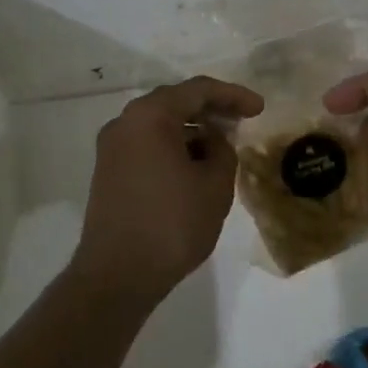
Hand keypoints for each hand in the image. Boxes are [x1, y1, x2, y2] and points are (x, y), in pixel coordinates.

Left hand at [71, 76, 264, 305]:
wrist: (116, 277)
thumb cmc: (172, 224)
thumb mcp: (215, 185)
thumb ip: (222, 149)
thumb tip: (211, 140)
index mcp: (150, 115)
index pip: (198, 90)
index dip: (233, 95)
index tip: (260, 108)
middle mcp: (125, 121)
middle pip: (176, 101)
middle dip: (211, 109)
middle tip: (242, 120)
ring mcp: (112, 146)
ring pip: (160, 123)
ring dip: (192, 128)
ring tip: (222, 144)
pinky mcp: (108, 170)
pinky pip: (147, 143)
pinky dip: (173, 145)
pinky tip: (195, 164)